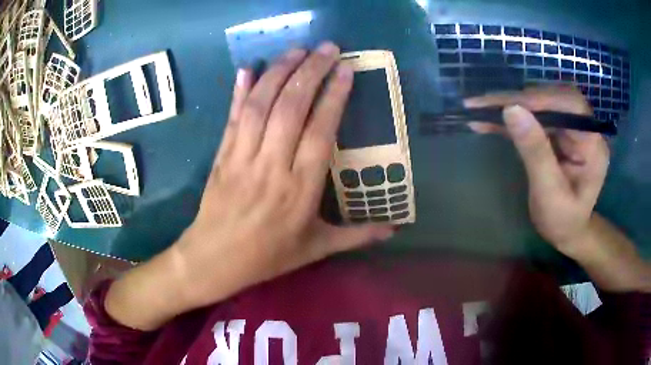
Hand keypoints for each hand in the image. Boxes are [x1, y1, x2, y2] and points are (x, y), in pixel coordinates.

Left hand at [173, 43, 393, 308]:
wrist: (215, 260)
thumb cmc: (267, 257)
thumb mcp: (316, 249)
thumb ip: (356, 237)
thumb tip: (393, 231)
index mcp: (300, 190)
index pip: (320, 131)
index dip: (333, 97)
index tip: (345, 70)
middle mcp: (272, 166)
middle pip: (291, 108)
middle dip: (310, 72)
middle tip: (327, 48)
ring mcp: (242, 157)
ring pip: (260, 106)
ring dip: (279, 72)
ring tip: (297, 50)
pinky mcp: (222, 155)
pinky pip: (233, 118)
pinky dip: (239, 91)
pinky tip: (248, 69)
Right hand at [464, 86, 609, 257]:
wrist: (567, 231)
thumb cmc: (562, 221)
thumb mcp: (549, 193)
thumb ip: (535, 152)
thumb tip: (511, 110)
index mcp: (593, 144)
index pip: (570, 105)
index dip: (539, 99)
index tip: (505, 105)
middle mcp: (584, 128)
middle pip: (553, 98)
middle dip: (519, 100)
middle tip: (484, 104)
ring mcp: (570, 127)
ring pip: (541, 103)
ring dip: (511, 105)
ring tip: (481, 109)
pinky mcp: (558, 131)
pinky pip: (534, 115)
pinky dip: (512, 116)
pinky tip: (490, 120)